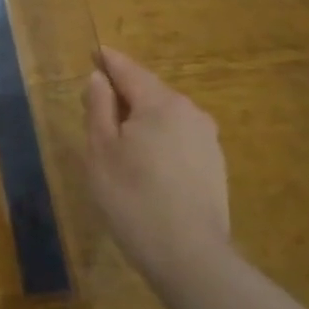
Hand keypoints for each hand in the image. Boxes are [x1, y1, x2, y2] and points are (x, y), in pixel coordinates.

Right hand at [84, 46, 231, 288]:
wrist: (189, 256)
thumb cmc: (133, 198)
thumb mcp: (101, 150)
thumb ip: (98, 107)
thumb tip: (99, 78)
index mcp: (161, 103)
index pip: (129, 70)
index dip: (108, 61)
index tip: (94, 52)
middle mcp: (190, 112)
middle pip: (150, 92)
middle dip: (123, 93)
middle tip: (95, 105)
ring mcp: (207, 140)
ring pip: (166, 116)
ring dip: (142, 119)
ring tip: (118, 139)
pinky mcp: (214, 166)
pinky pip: (179, 138)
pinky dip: (158, 139)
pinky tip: (146, 163)